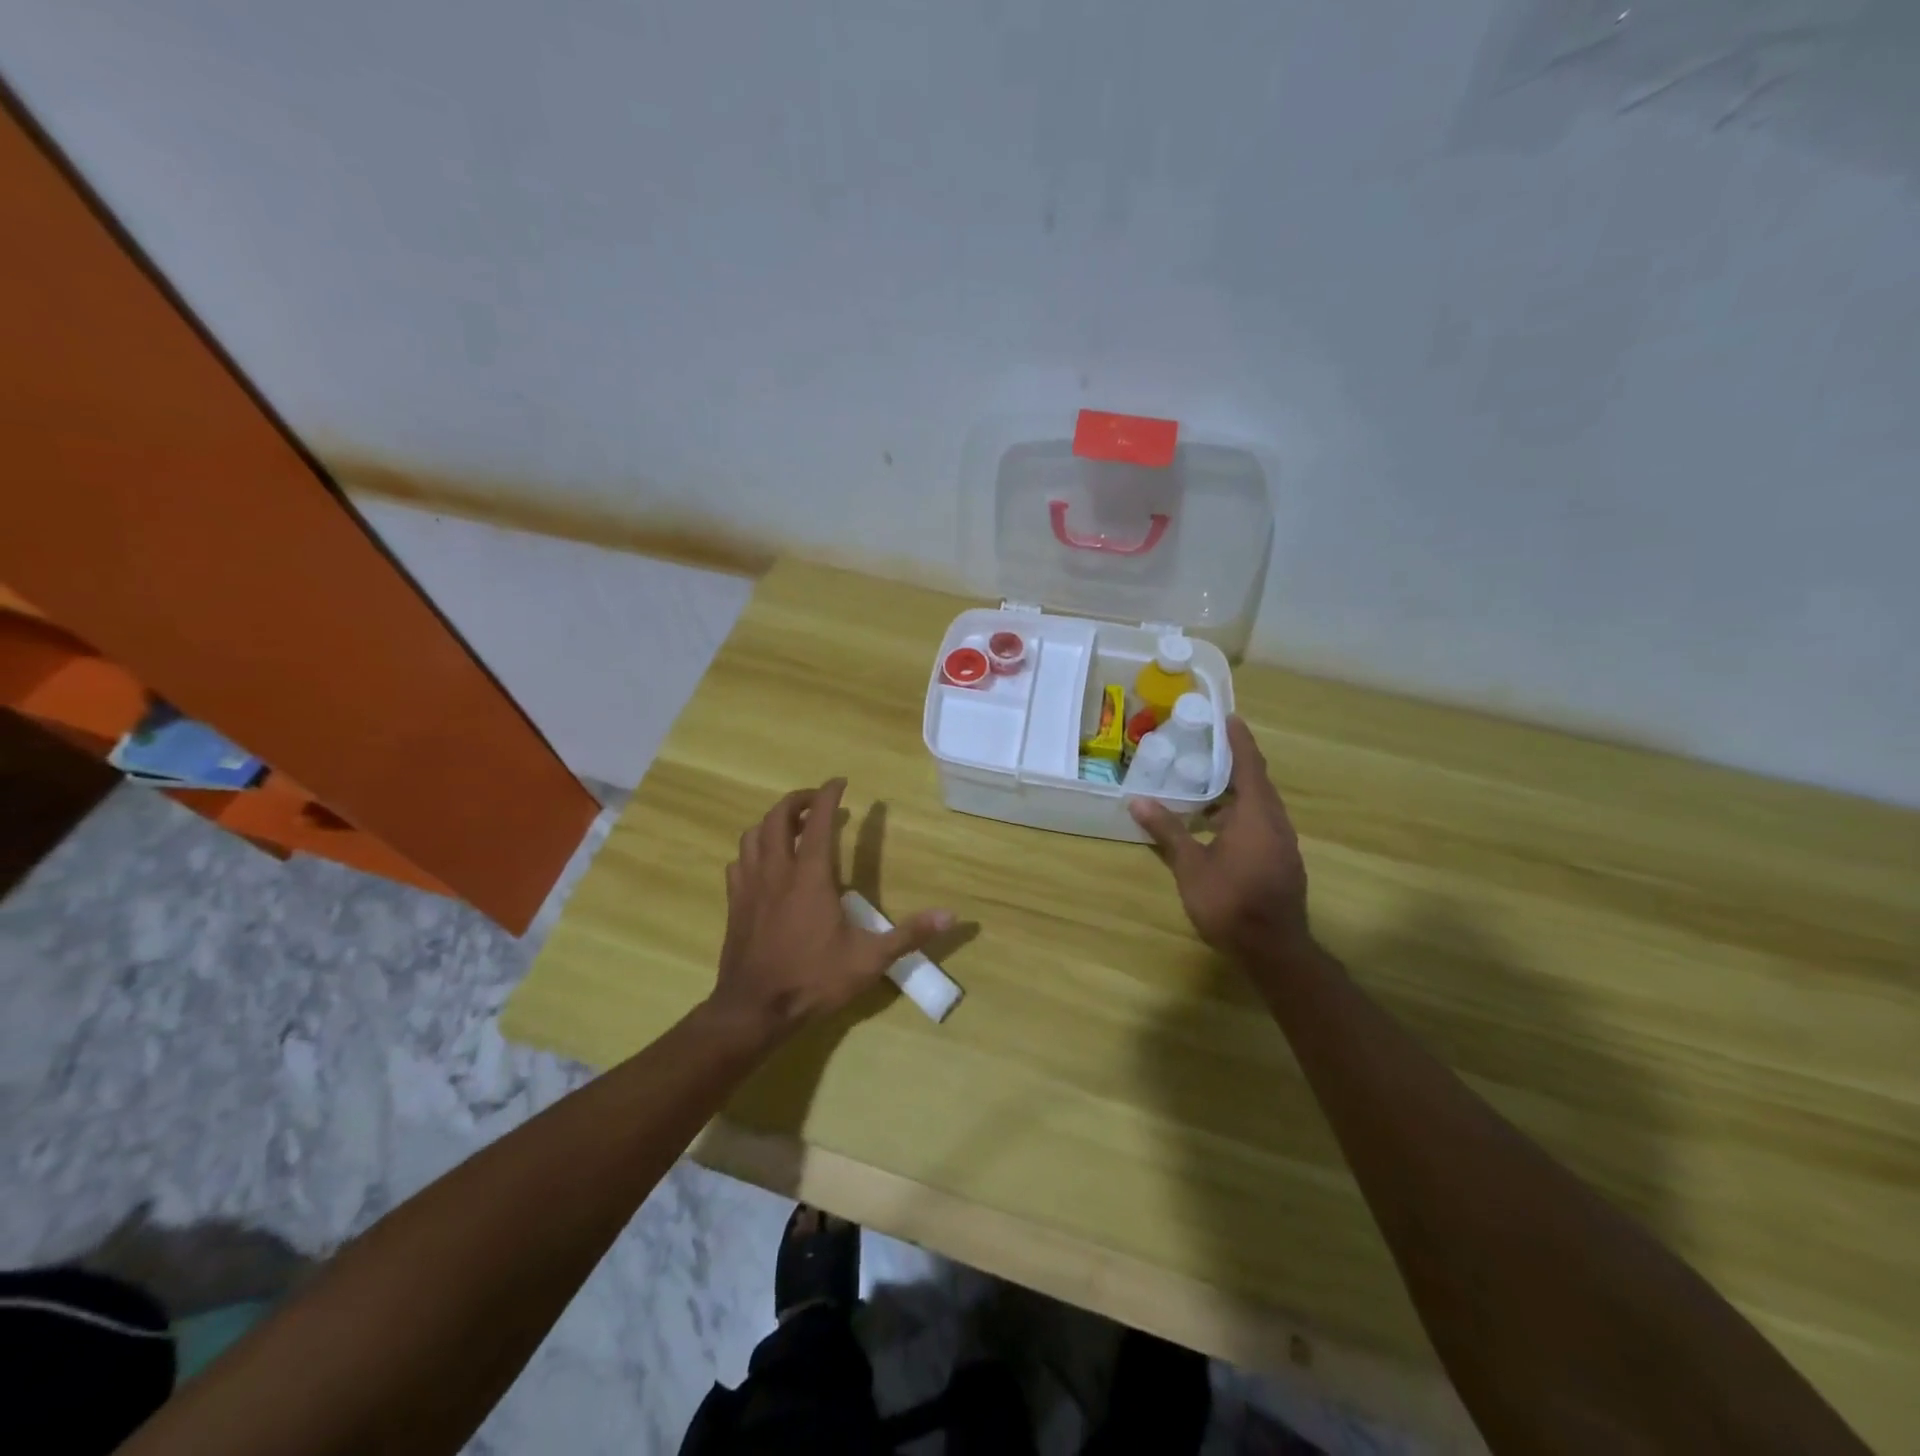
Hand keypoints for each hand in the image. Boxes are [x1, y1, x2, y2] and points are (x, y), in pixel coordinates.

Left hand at [710, 779, 954, 1039]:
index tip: (840, 782)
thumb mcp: (869, 960)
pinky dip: (752, 851)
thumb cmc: (813, 980)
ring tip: (791, 827)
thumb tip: (952, 915)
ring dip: (772, 822)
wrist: (754, 1010)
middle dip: (797, 801)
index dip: (828, 795)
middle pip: (777, 818)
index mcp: (810, 877)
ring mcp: (750, 887)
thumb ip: (909, 934)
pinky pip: (738, 862)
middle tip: (817, 802)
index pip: (818, 821)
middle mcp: (776, 872)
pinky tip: (764, 863)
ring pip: (752, 836)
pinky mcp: (734, 904)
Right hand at [1129, 717, 1313, 965]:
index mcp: (1256, 815)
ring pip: (1260, 807)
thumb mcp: (1191, 865)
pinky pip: (1261, 824)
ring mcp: (1282, 844)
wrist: (1273, 949)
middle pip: (1257, 783)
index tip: (1229, 717)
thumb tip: (1138, 801)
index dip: (1239, 740)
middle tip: (1208, 748)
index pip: (1249, 765)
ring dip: (1235, 794)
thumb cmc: (1230, 901)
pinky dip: (1240, 815)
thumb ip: (1167, 830)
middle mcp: (1275, 822)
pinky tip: (1216, 827)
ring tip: (1204, 787)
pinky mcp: (1281, 862)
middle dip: (1235, 764)